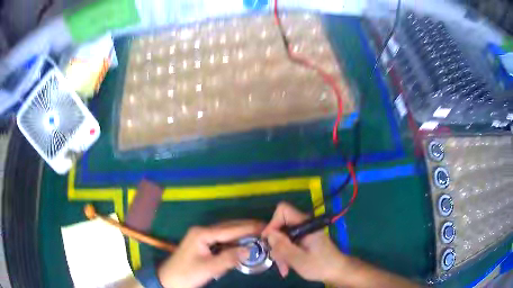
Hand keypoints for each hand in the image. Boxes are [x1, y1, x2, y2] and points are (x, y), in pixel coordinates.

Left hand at [158, 220, 263, 287]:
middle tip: (266, 229)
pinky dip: (233, 241)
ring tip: (258, 235)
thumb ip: (229, 258)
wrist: (168, 280)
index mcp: (202, 234)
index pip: (230, 229)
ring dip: (241, 234)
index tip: (266, 227)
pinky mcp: (202, 245)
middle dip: (247, 228)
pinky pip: (221, 240)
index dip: (249, 228)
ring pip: (226, 233)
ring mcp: (201, 237)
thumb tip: (250, 249)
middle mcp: (202, 231)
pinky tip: (242, 244)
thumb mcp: (208, 268)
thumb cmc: (187, 274)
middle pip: (228, 227)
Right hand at [262, 202, 347, 283]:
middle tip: (276, 260)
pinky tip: (287, 267)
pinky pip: (289, 243)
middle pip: (281, 226)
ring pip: (283, 237)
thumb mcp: (299, 259)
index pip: (283, 210)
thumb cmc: (320, 265)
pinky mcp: (304, 241)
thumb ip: (283, 246)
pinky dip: (286, 254)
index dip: (273, 223)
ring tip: (284, 269)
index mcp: (305, 224)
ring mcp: (304, 233)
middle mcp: (303, 225)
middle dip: (276, 244)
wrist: (337, 271)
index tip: (269, 241)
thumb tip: (269, 234)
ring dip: (280, 252)